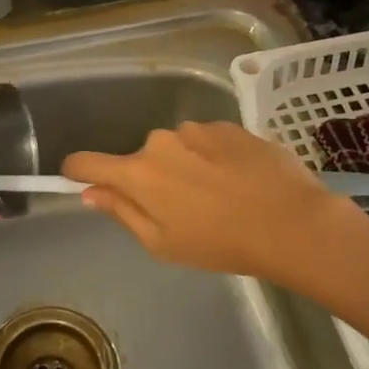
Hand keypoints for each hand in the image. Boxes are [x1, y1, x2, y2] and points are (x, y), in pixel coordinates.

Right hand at [62, 121, 362, 284]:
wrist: (291, 221)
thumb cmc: (220, 243)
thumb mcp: (162, 243)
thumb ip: (122, 212)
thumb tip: (90, 192)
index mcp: (138, 172)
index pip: (87, 162)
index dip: (77, 171)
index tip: (79, 180)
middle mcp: (161, 141)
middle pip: (140, 159)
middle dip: (150, 180)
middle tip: (181, 211)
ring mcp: (196, 128)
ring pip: (176, 149)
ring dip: (185, 167)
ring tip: (219, 196)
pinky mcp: (229, 125)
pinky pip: (207, 141)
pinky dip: (213, 158)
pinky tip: (239, 181)